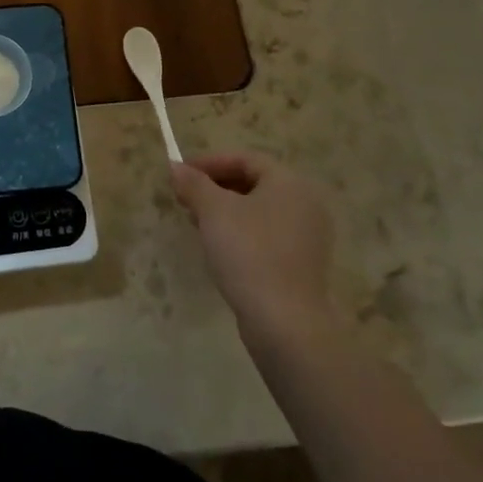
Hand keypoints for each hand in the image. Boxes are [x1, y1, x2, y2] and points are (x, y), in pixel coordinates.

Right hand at [169, 152, 340, 347]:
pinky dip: (240, 231)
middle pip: (253, 182)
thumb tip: (175, 167)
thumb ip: (193, 184)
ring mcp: (307, 236)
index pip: (245, 159)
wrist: (285, 322)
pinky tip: (219, 246)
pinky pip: (266, 234)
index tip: (180, 174)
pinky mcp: (302, 263)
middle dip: (214, 187)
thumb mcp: (213, 211)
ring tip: (195, 222)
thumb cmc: (249, 253)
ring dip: (224, 210)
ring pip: (258, 210)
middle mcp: (305, 204)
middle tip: (185, 198)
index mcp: (290, 183)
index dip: (209, 162)